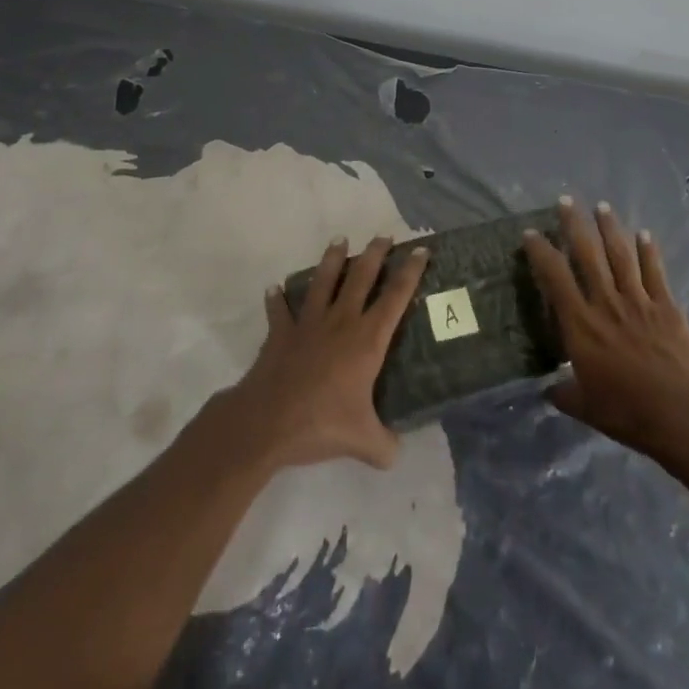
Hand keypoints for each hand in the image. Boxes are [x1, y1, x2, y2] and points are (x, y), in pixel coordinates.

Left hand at [224, 236, 428, 471]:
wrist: (267, 422)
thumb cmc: (321, 424)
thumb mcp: (363, 442)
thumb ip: (385, 445)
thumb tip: (398, 453)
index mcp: (367, 340)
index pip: (395, 297)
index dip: (410, 272)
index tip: (420, 249)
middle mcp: (341, 322)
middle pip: (361, 278)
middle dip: (375, 254)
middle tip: (383, 236)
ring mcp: (308, 324)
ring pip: (323, 282)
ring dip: (332, 260)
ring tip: (339, 240)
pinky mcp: (281, 334)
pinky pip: (280, 311)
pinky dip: (277, 299)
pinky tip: (274, 288)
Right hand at [524, 198, 688, 461]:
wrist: (682, 413)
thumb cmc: (628, 412)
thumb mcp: (586, 407)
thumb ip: (565, 393)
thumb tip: (548, 390)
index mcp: (580, 324)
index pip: (555, 277)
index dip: (540, 252)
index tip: (530, 234)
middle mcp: (606, 302)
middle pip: (587, 254)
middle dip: (575, 224)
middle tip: (566, 201)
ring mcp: (638, 300)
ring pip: (620, 255)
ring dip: (610, 228)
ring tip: (602, 206)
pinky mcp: (666, 306)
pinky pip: (655, 271)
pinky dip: (649, 251)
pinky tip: (645, 234)